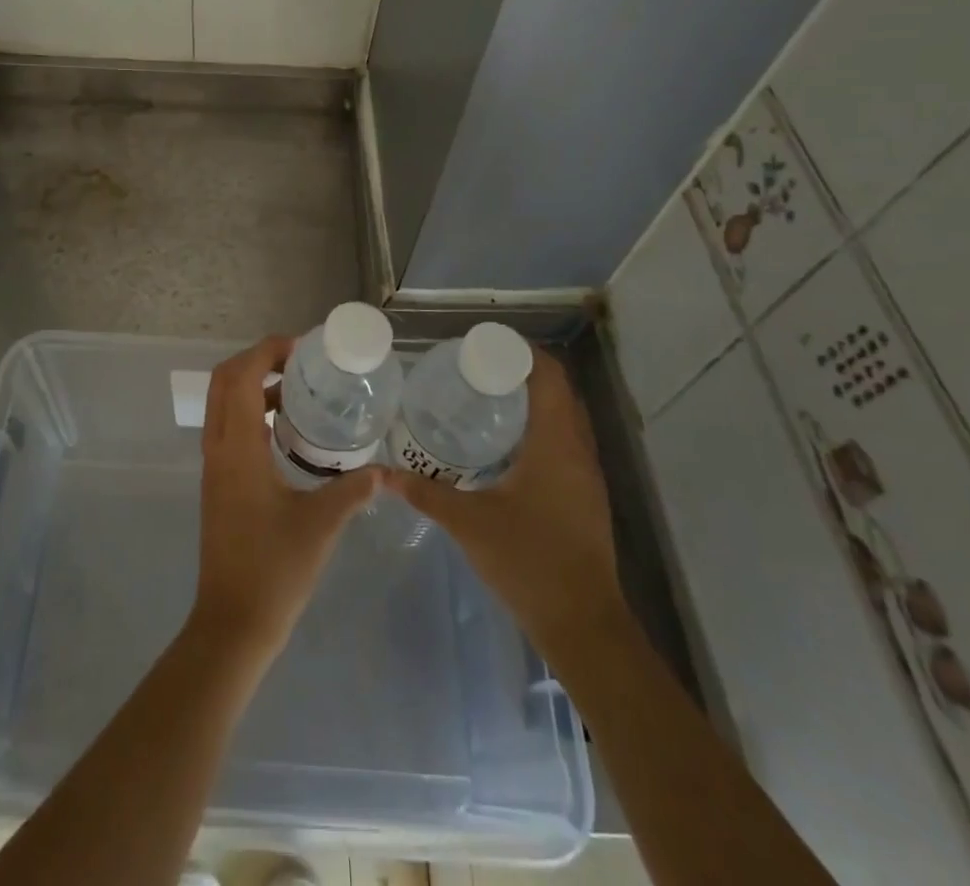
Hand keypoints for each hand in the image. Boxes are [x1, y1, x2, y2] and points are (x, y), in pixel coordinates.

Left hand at [189, 336, 378, 665]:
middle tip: (300, 363)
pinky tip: (286, 429)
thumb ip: (354, 490)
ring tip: (298, 389)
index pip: (239, 375)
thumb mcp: (322, 524)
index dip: (266, 350)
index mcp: (237, 448)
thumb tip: (386, 470)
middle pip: (224, 380)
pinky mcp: (218, 482)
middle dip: (258, 360)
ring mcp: (214, 466)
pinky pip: (228, 427)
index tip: (302, 348)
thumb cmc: (274, 570)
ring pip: (223, 403)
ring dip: (253, 385)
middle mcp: (218, 448)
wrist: (232, 624)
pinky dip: (250, 411)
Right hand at [381, 347, 623, 649]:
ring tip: (488, 398)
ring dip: (535, 401)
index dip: (522, 353)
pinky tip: (507, 445)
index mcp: (555, 442)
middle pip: (559, 392)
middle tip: (477, 370)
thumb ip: (425, 493)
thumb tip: (382, 473)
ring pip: (566, 418)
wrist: (583, 624)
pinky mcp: (585, 496)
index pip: (549, 376)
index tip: (485, 346)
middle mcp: (578, 450)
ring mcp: (587, 475)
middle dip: (522, 373)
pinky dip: (541, 428)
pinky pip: (566, 442)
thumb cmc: (528, 560)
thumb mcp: (468, 522)